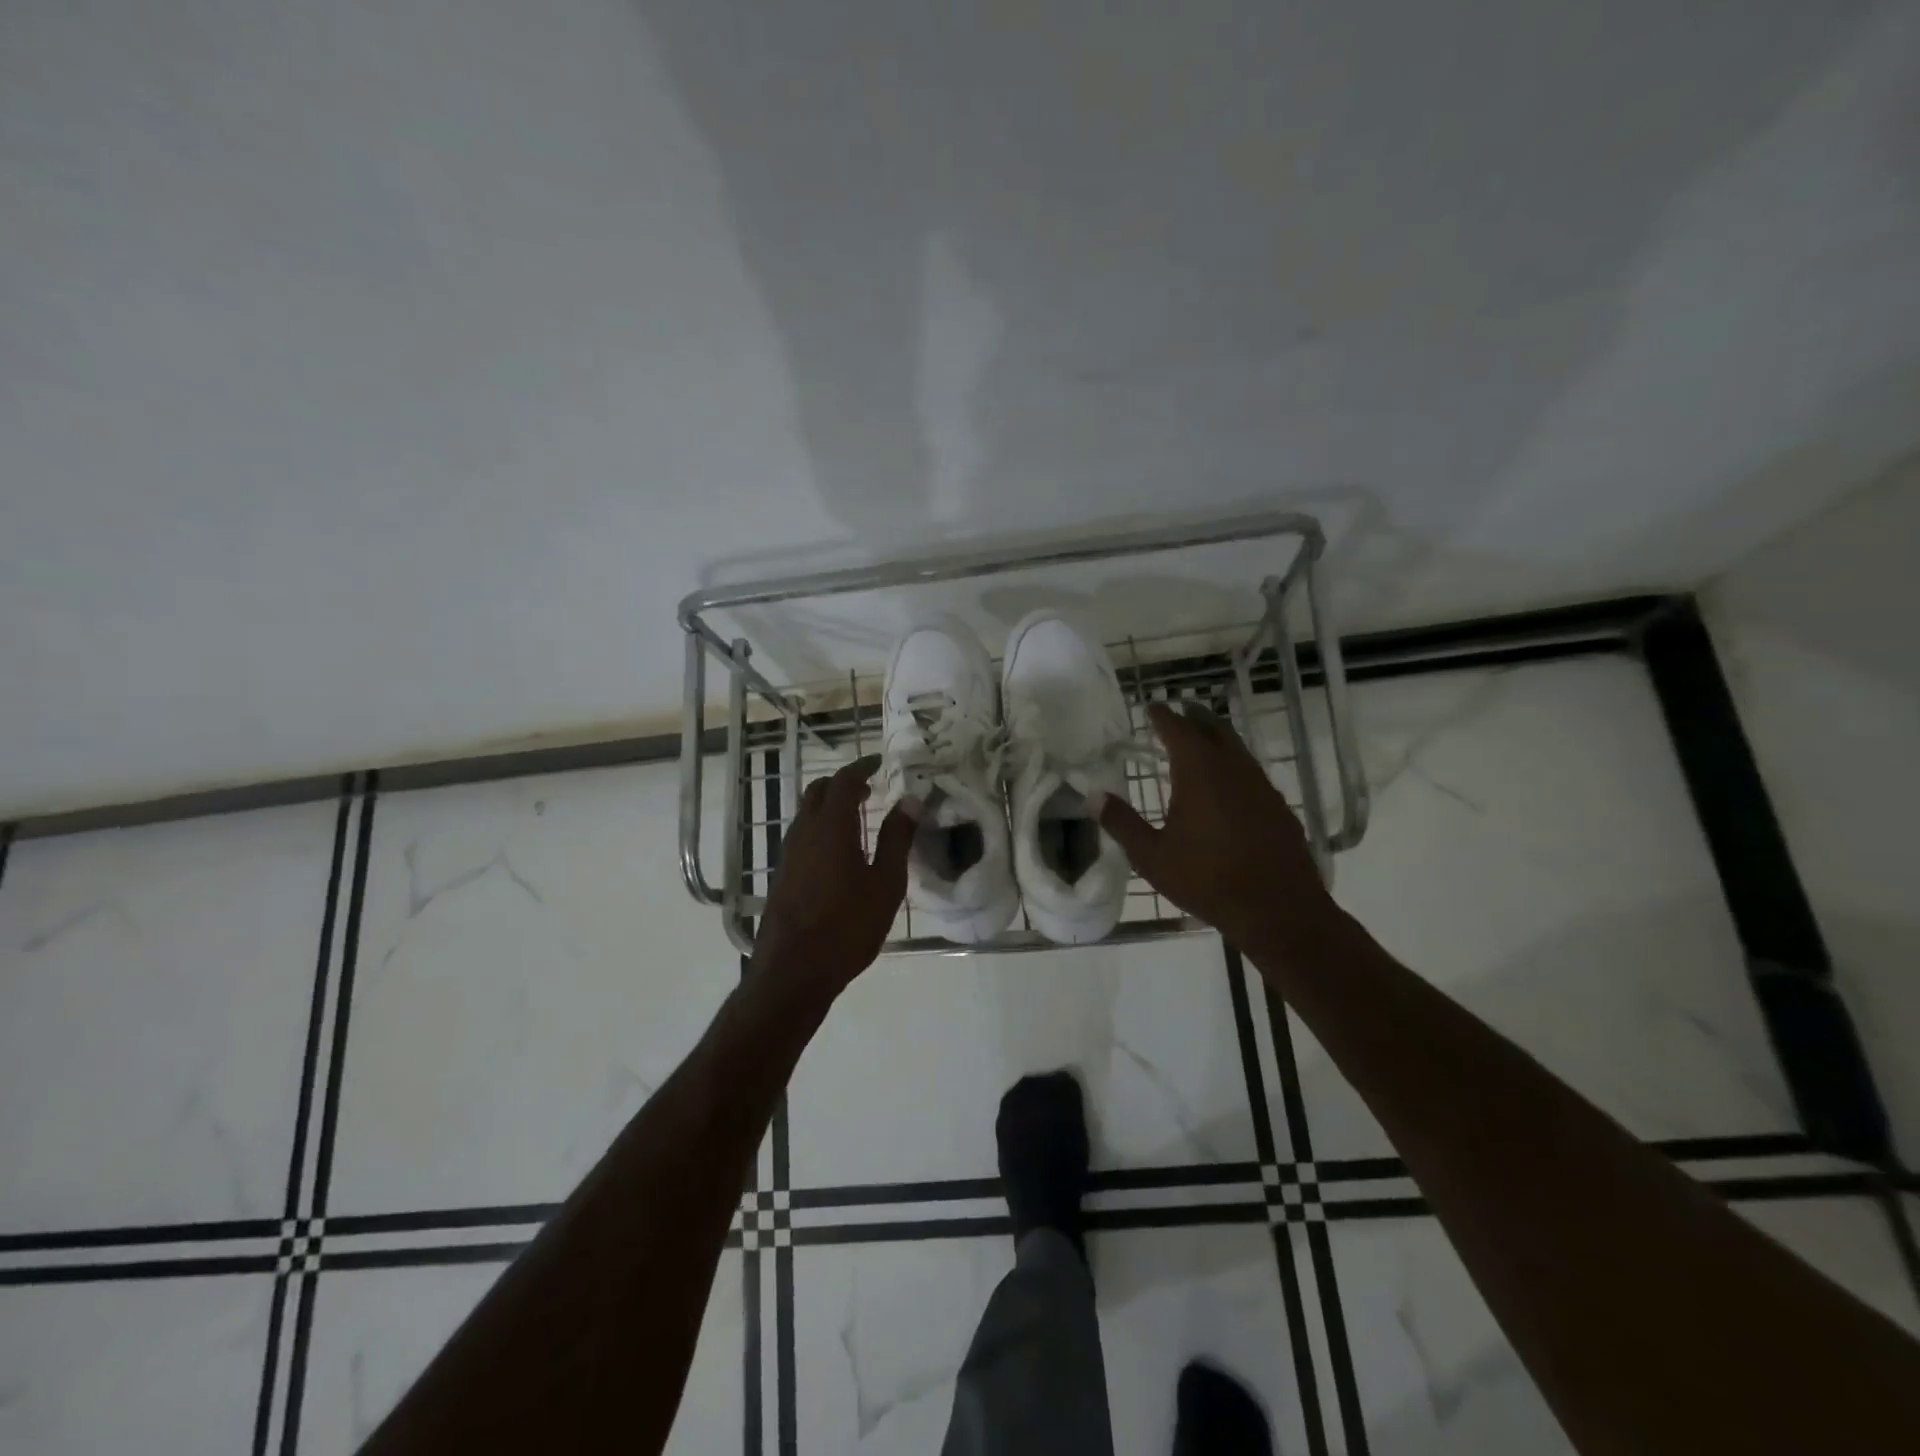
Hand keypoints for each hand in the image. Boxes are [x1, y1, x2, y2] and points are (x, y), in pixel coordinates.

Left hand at [750, 756, 916, 998]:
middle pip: (819, 791)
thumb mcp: (885, 883)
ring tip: (858, 819)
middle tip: (870, 790)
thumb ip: (897, 838)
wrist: (793, 971)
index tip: (880, 763)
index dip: (863, 766)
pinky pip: (803, 835)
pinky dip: (821, 828)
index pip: (845, 780)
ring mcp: (789, 853)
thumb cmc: (847, 925)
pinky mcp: (783, 874)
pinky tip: (839, 852)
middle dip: (844, 783)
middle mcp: (805, 831)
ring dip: (830, 806)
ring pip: (807, 813)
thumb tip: (910, 801)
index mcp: (831, 826)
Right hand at [1098, 702, 1339, 960]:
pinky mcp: (1278, 806)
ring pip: (1237, 748)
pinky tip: (1229, 785)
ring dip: (1217, 739)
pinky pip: (1252, 772)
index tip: (1152, 707)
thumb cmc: (1206, 879)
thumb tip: (1094, 797)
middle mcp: (1232, 767)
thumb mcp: (1152, 856)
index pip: (1177, 729)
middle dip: (1194, 717)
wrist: (1277, 909)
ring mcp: (1261, 785)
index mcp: (1198, 771)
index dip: (1163, 716)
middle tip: (1179, 713)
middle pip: (1213, 728)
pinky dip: (1235, 765)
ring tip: (1201, 743)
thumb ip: (1122, 823)